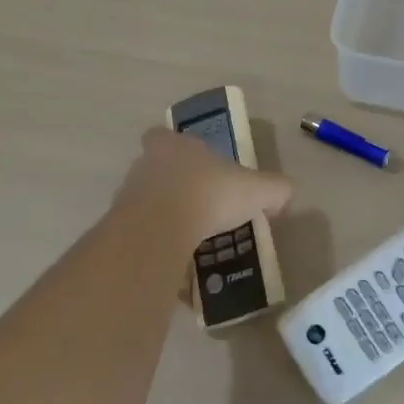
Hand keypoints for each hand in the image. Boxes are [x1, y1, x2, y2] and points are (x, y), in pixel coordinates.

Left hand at [115, 126, 291, 244]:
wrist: (160, 230)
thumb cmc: (209, 194)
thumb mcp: (256, 189)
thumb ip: (274, 189)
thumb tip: (284, 195)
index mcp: (173, 145)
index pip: (163, 137)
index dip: (175, 148)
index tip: (192, 166)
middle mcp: (145, 165)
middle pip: (154, 171)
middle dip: (172, 187)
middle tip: (197, 208)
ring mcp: (127, 198)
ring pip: (145, 205)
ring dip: (163, 219)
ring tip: (189, 242)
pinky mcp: (120, 230)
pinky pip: (141, 238)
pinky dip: (156, 248)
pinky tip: (177, 266)